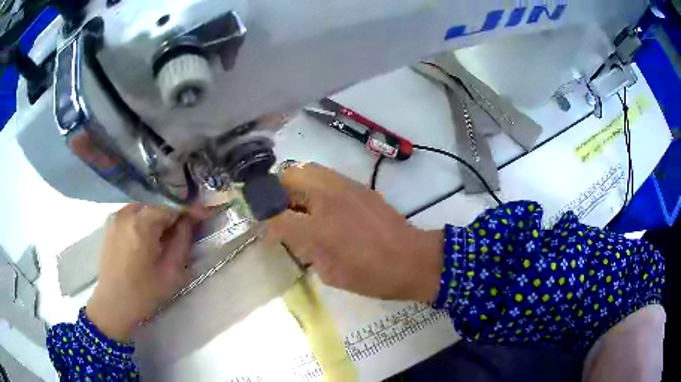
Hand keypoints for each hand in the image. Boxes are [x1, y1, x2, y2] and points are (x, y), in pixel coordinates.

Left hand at [86, 204, 204, 341]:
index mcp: (142, 223)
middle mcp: (128, 212)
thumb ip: (182, 241)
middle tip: (184, 230)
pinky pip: (133, 214)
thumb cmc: (144, 293)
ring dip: (158, 218)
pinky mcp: (111, 223)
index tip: (203, 214)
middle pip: (157, 205)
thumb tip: (189, 220)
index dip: (189, 209)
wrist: (113, 304)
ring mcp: (117, 216)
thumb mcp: (171, 272)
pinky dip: (144, 220)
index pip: (171, 205)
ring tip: (165, 236)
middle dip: (173, 214)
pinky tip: (148, 238)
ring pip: (145, 208)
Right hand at [267, 163, 442, 301]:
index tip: (266, 229)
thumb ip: (305, 251)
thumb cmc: (372, 276)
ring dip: (294, 184)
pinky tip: (321, 202)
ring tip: (298, 204)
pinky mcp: (357, 184)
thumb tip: (290, 236)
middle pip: (287, 178)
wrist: (412, 260)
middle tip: (280, 211)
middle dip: (276, 192)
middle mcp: (327, 199)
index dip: (266, 221)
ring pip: (305, 168)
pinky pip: (325, 174)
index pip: (276, 215)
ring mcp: (344, 186)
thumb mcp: (331, 274)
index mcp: (319, 229)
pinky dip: (313, 183)